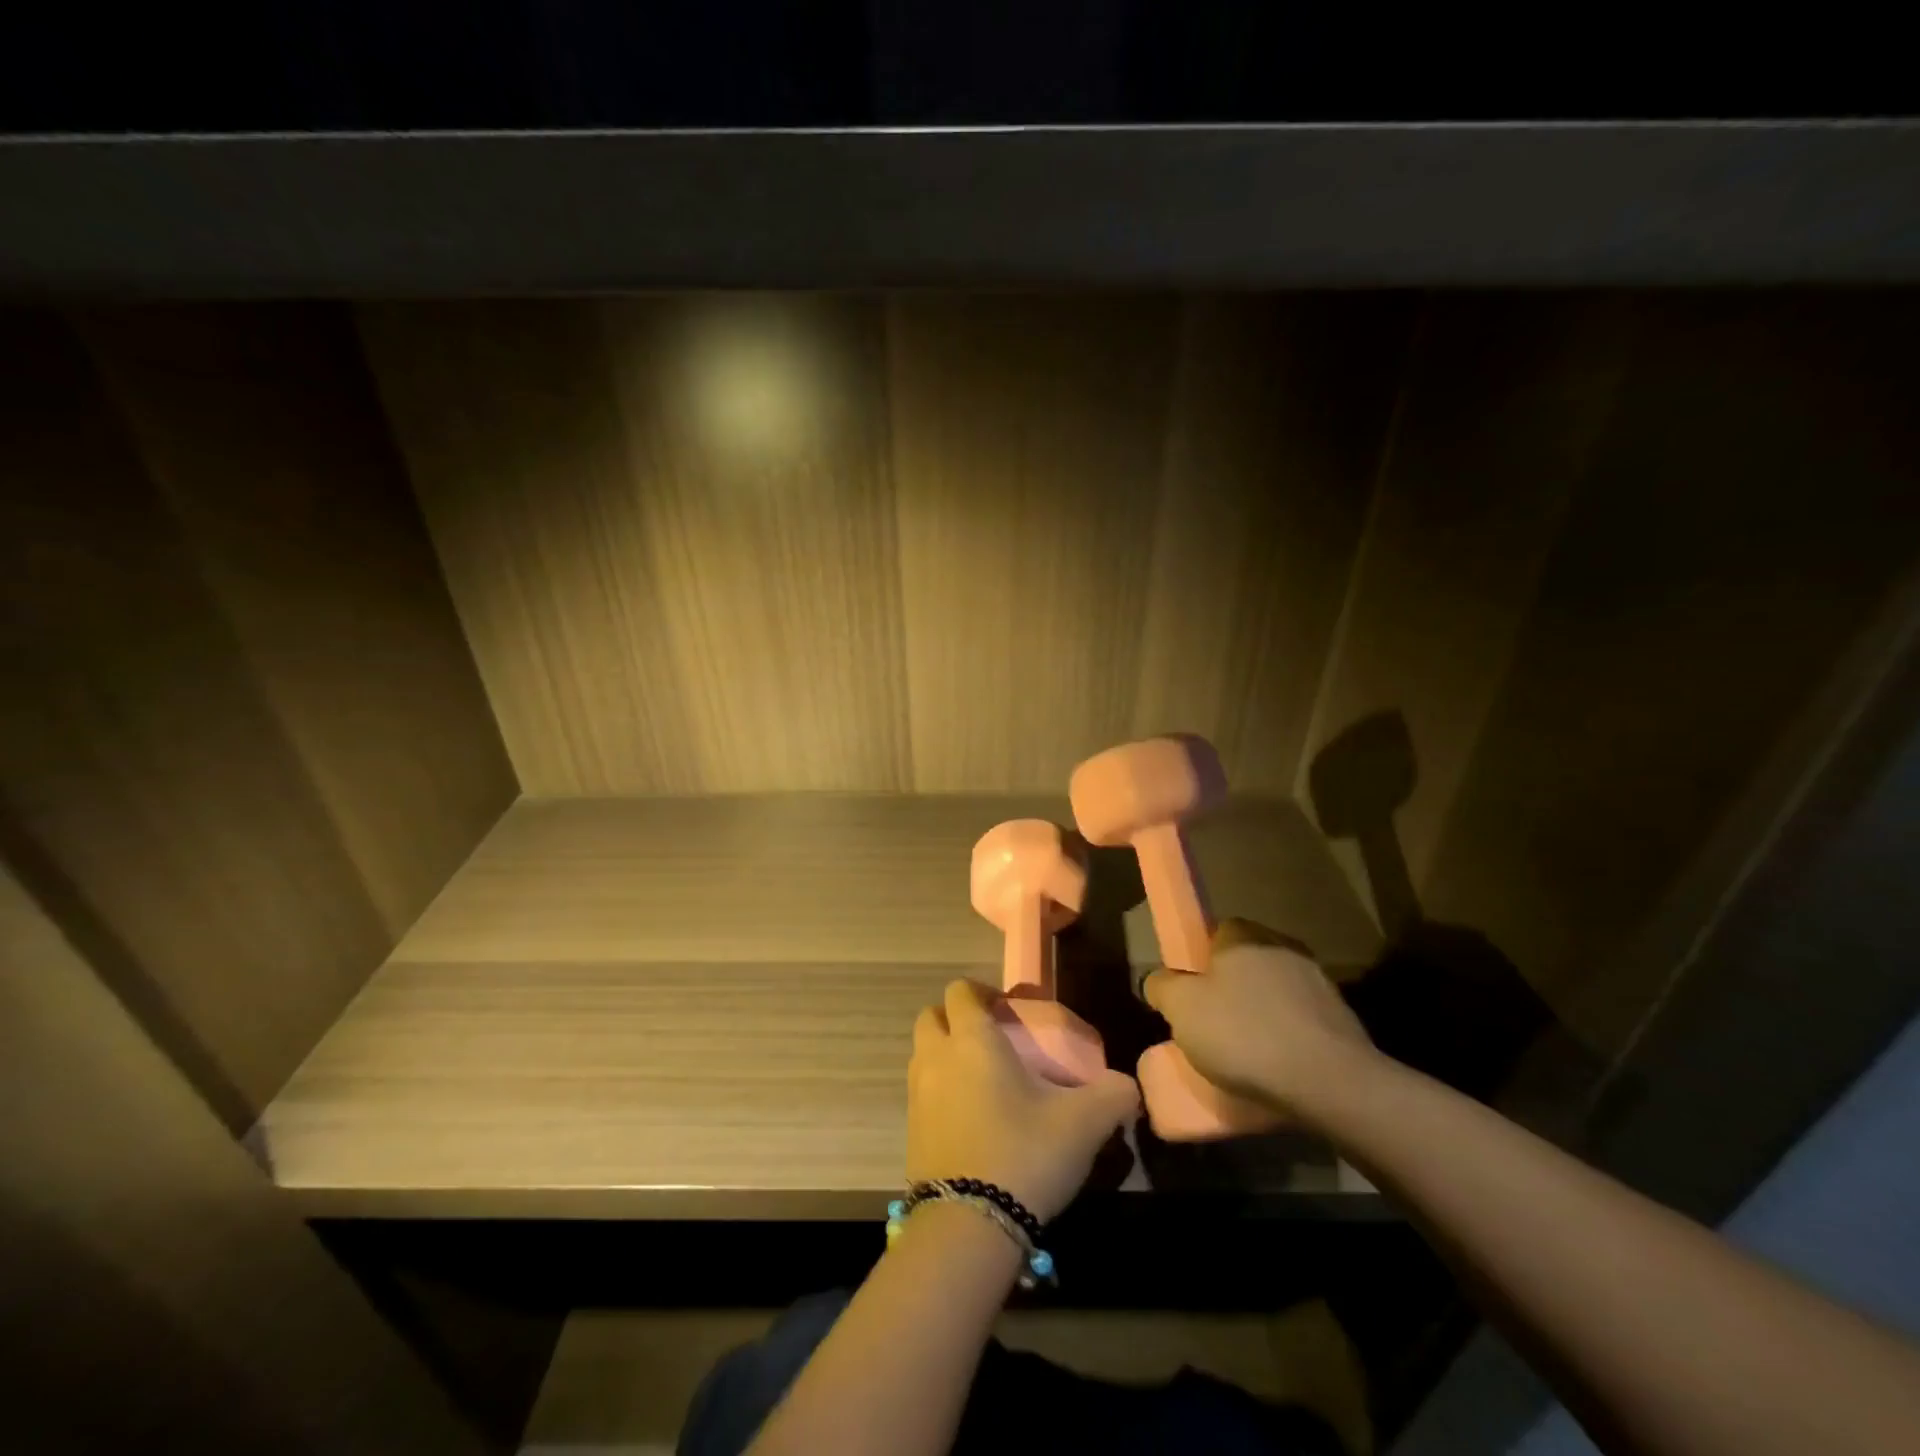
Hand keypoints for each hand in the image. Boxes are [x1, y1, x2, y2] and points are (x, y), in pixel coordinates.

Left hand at [907, 979, 1139, 1222]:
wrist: (968, 1226)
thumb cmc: (1024, 1154)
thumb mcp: (1084, 1123)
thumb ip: (1112, 1094)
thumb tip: (1128, 1087)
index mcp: (972, 1040)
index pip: (961, 991)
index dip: (982, 992)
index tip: (1008, 1010)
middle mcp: (936, 1057)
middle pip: (931, 1016)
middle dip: (955, 1019)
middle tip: (991, 1040)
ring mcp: (917, 1095)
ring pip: (923, 1055)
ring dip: (945, 1055)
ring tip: (983, 1081)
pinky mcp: (910, 1132)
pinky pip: (921, 1094)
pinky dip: (940, 1094)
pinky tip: (971, 1121)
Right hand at [1141, 918, 1376, 1118]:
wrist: (1330, 1082)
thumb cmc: (1243, 1034)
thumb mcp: (1180, 1009)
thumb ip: (1161, 987)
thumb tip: (1159, 981)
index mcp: (1243, 935)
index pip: (1214, 933)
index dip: (1198, 963)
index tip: (1190, 996)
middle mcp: (1282, 946)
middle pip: (1245, 963)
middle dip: (1230, 989)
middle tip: (1211, 1025)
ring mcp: (1318, 981)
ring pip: (1275, 992)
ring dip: (1261, 1013)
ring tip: (1245, 1054)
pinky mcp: (1342, 1017)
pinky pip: (1301, 1020)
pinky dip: (1287, 1037)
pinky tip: (1277, 1066)